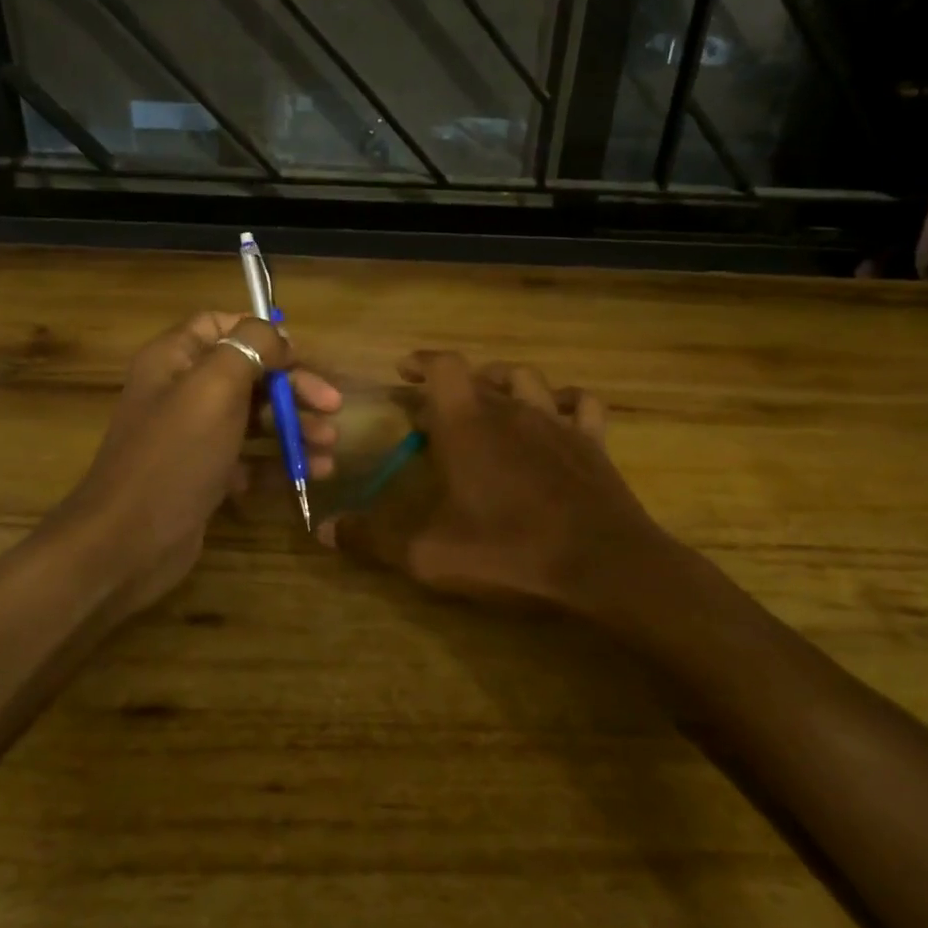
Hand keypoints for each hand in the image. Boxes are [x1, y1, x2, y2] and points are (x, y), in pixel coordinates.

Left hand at [49, 312, 340, 617]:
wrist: (129, 542)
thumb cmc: (175, 455)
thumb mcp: (213, 388)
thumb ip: (248, 347)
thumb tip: (276, 334)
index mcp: (175, 360)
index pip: (219, 325)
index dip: (260, 334)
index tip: (297, 355)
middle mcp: (183, 392)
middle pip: (248, 375)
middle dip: (293, 388)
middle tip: (333, 406)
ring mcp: (194, 437)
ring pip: (254, 419)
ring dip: (295, 427)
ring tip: (330, 446)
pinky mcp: (206, 476)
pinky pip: (251, 459)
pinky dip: (281, 462)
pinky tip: (314, 473)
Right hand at [317, 351, 671, 614]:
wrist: (601, 566)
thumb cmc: (508, 552)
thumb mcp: (428, 554)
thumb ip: (374, 538)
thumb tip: (325, 529)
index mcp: (467, 424)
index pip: (442, 366)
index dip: (421, 361)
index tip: (404, 370)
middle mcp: (511, 408)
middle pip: (479, 376)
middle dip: (452, 385)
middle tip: (435, 409)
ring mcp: (556, 421)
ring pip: (527, 379)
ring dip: (503, 383)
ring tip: (490, 400)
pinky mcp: (592, 441)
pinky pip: (580, 403)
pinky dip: (564, 401)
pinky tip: (556, 413)